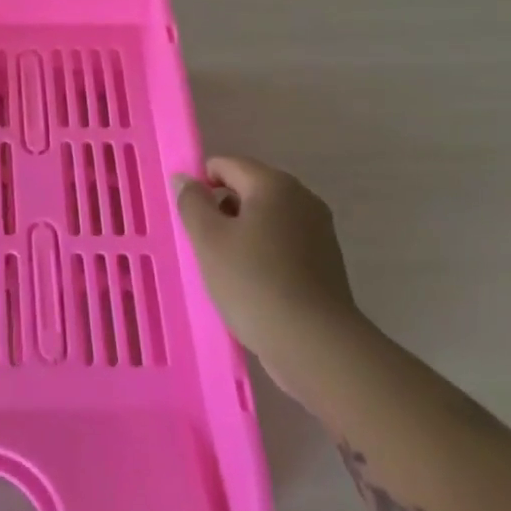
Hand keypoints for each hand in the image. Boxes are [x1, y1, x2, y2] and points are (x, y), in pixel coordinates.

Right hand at [175, 156, 365, 392]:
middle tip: (204, 247)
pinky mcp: (325, 261)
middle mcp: (302, 198)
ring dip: (241, 235)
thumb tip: (184, 178)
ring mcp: (318, 230)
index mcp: (273, 184)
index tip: (189, 221)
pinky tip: (252, 285)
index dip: (200, 186)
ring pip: (265, 219)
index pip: (225, 165)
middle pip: (247, 189)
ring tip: (226, 269)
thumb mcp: (208, 239)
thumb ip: (191, 202)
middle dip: (221, 211)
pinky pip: (282, 243)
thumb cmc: (253, 282)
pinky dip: (263, 254)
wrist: (316, 344)